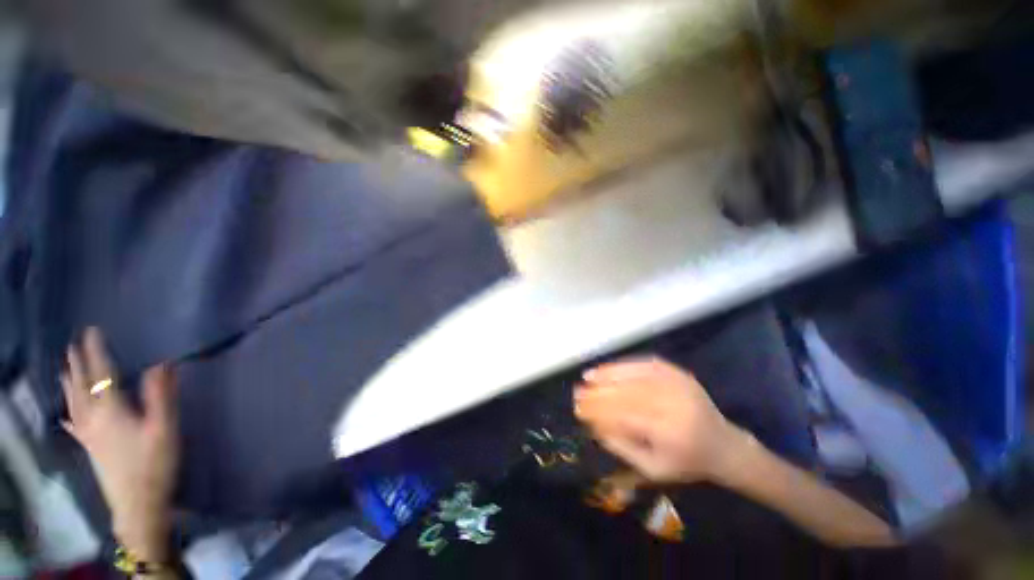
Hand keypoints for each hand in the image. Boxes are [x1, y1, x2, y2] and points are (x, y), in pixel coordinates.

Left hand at [61, 328, 178, 561]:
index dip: (96, 352)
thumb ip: (161, 396)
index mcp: (111, 410)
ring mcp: (89, 435)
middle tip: (72, 346)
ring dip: (69, 385)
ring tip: (64, 370)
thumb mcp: (165, 428)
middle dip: (77, 365)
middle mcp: (94, 419)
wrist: (138, 503)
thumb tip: (161, 363)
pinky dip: (68, 416)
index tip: (91, 332)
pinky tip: (64, 415)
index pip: (101, 374)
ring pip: (73, 404)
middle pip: (82, 387)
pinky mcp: (91, 449)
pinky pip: (74, 427)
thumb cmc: (154, 463)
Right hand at [574, 357, 748, 483]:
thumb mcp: (654, 469)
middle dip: (598, 393)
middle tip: (577, 393)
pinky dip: (622, 366)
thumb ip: (623, 448)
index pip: (625, 417)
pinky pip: (644, 364)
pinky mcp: (676, 372)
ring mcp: (676, 384)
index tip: (578, 409)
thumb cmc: (686, 462)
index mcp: (669, 433)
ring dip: (607, 376)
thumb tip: (594, 426)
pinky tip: (607, 368)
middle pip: (627, 394)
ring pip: (634, 376)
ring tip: (586, 377)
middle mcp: (673, 403)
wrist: (722, 444)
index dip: (599, 411)